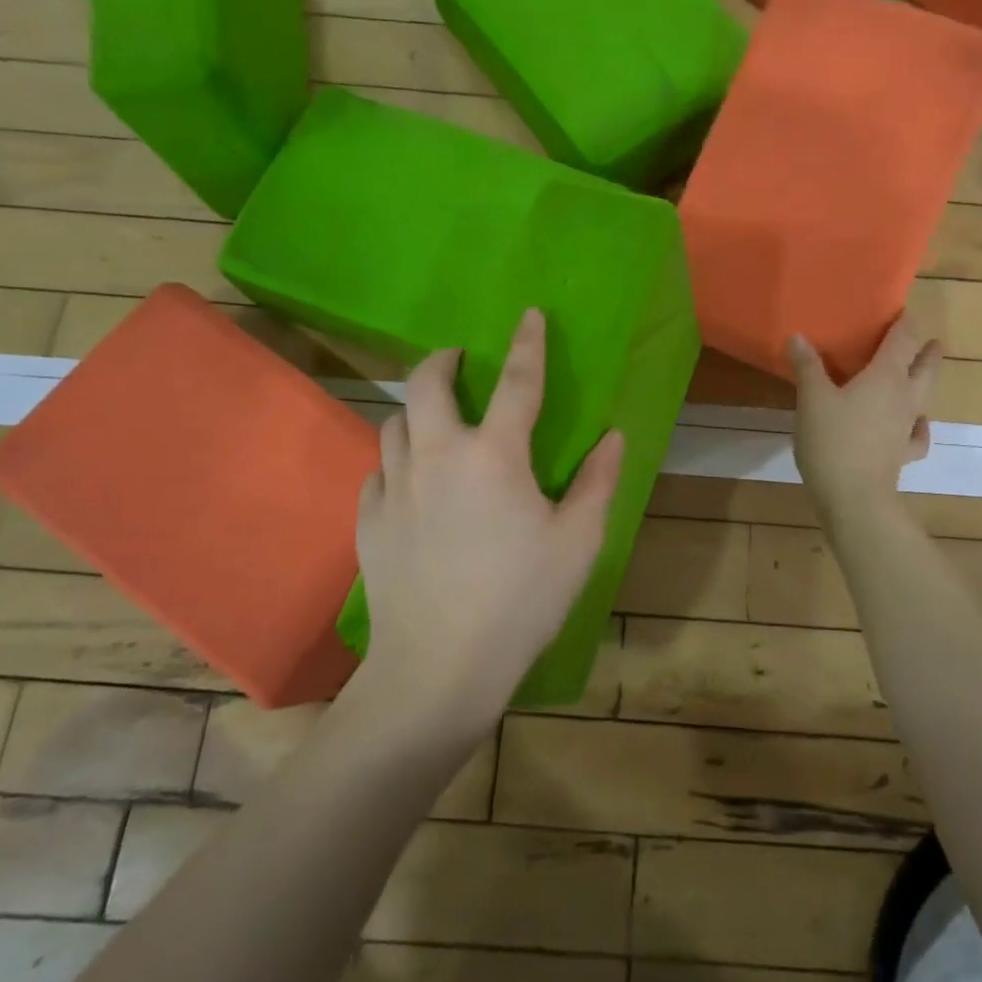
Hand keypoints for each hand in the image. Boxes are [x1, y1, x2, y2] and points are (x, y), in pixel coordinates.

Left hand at [353, 310, 623, 736]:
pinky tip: (411, 483)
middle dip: (442, 360)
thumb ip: (597, 482)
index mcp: (494, 455)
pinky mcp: (369, 521)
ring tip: (436, 421)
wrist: (439, 666)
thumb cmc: (521, 600)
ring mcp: (395, 487)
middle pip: (426, 383)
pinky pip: (379, 472)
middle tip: (458, 359)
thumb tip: (612, 436)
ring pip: (394, 423)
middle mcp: (437, 456)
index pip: (517, 382)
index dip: (528, 344)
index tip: (529, 315)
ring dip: (416, 410)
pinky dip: (397, 462)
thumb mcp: (578, 542)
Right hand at [787, 317, 941, 523]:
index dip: (905, 323)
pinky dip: (918, 426)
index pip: (903, 340)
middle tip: (930, 342)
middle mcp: (905, 396)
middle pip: (924, 367)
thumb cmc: (832, 440)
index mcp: (885, 376)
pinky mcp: (903, 454)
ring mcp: (907, 427)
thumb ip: (807, 366)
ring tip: (919, 376)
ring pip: (925, 397)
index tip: (903, 312)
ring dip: (924, 383)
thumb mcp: (811, 399)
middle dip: (927, 351)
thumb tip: (798, 337)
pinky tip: (914, 425)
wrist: (854, 496)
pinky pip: (918, 435)